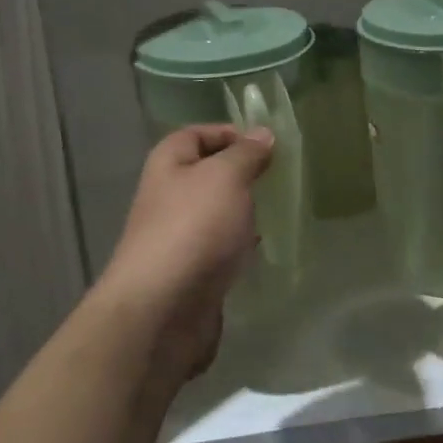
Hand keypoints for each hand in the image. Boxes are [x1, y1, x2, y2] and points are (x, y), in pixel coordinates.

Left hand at [95, 124, 273, 382]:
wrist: (163, 309)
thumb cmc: (194, 228)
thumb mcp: (226, 177)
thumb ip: (246, 153)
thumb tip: (262, 133)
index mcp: (168, 164)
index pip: (196, 134)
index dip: (229, 132)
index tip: (267, 144)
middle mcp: (167, 196)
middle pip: (206, 173)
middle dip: (241, 173)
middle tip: (279, 176)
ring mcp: (177, 236)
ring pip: (214, 212)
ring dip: (242, 210)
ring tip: (277, 208)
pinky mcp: (190, 272)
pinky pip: (219, 247)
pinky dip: (239, 244)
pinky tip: (261, 248)